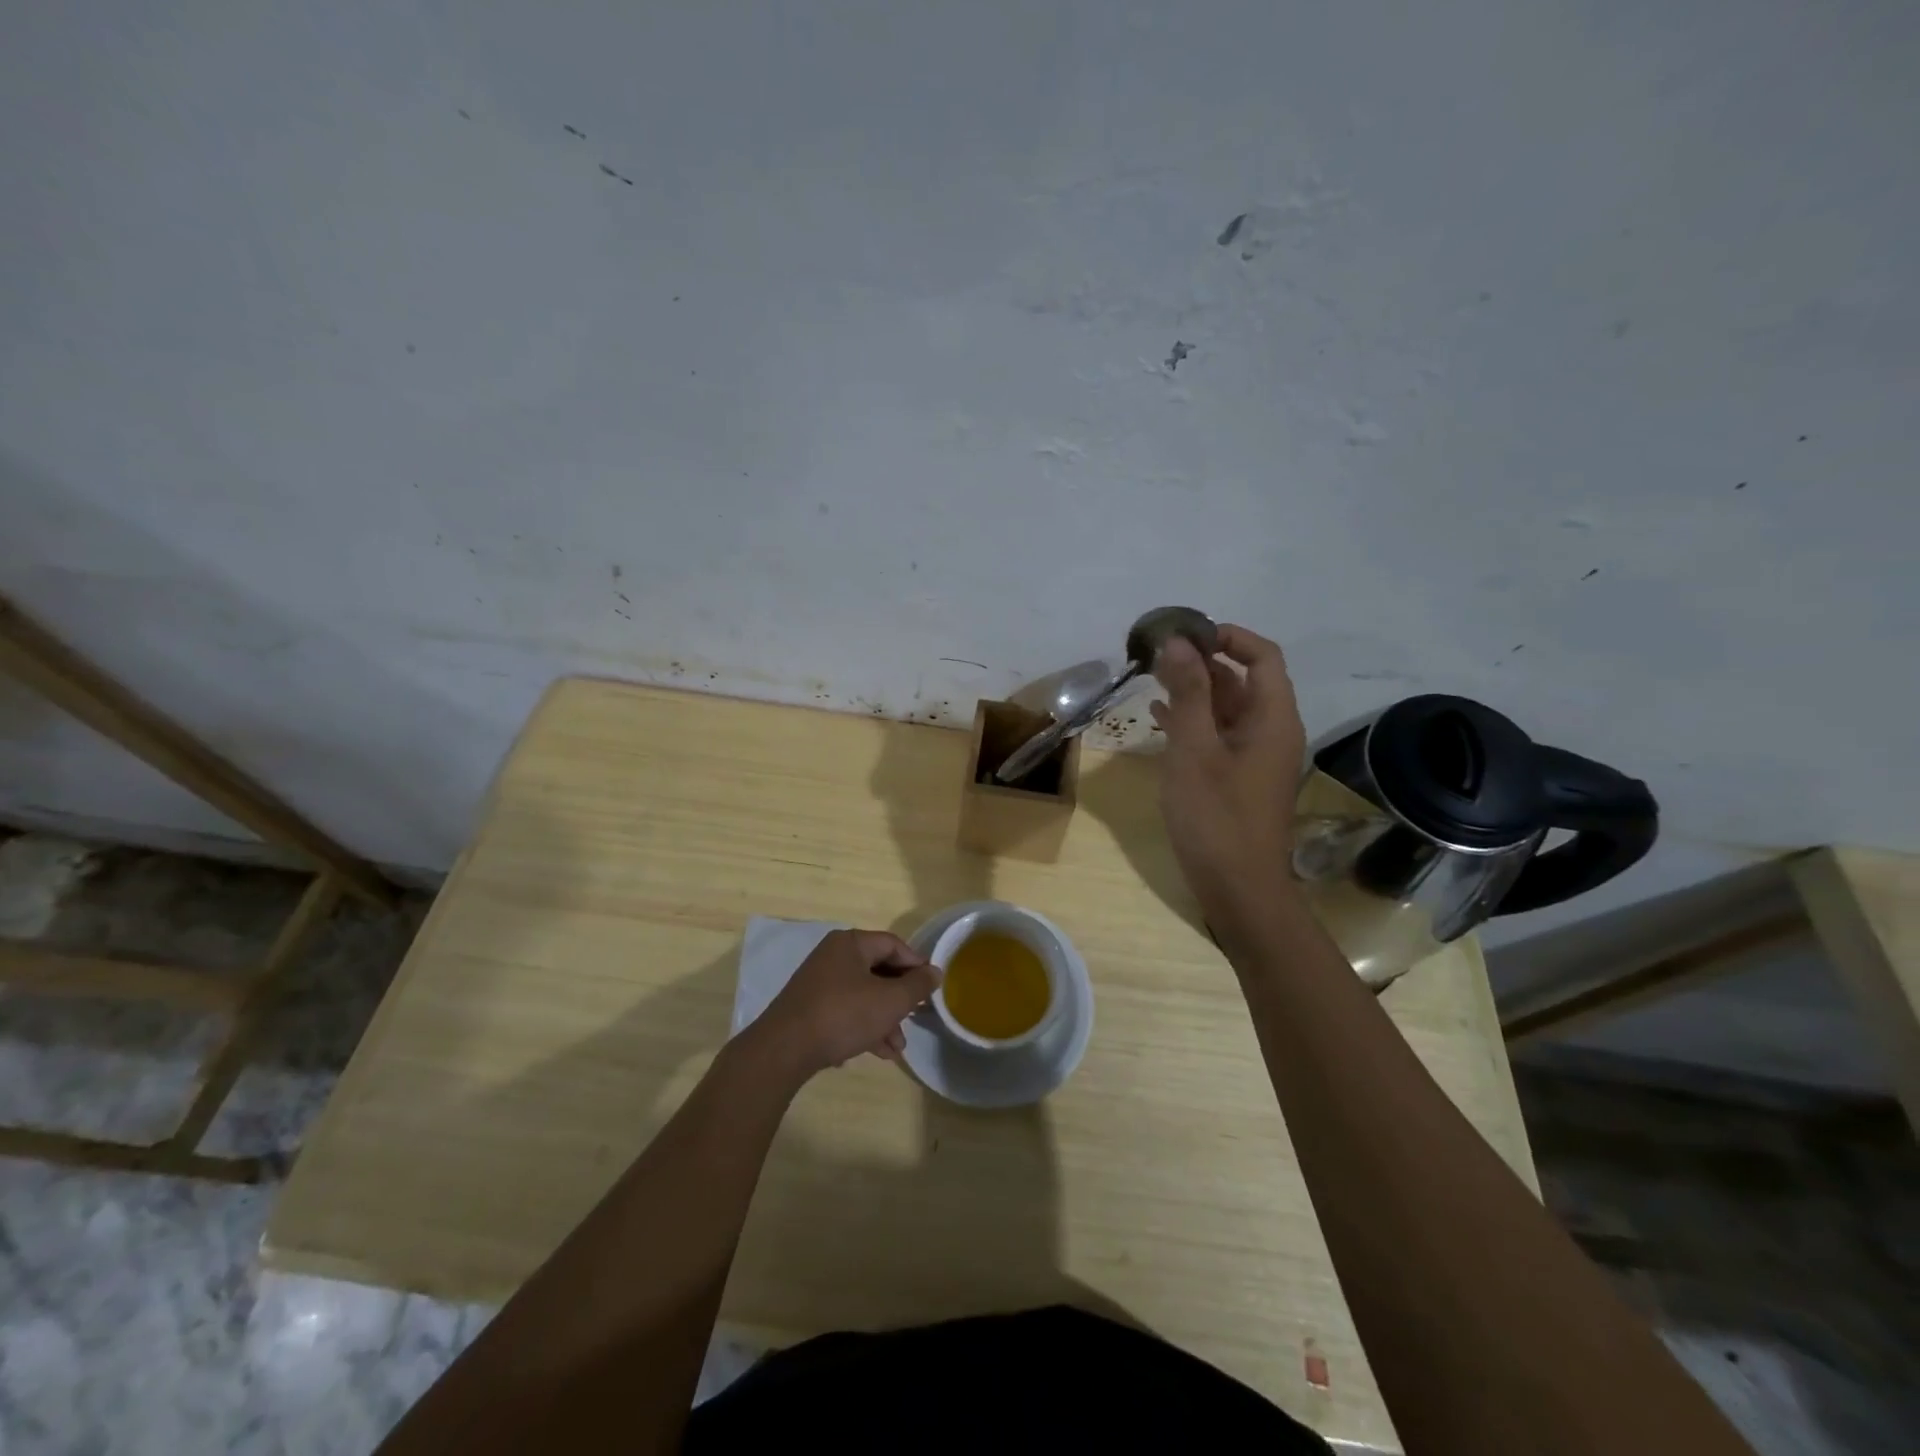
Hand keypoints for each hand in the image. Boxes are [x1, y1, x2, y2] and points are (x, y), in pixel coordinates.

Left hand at [749, 929, 940, 1082]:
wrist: (784, 1050)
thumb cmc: (843, 1015)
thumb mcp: (890, 1001)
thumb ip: (917, 985)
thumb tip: (935, 972)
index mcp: (851, 944)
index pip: (893, 944)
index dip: (916, 964)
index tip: (932, 988)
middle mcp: (833, 956)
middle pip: (878, 970)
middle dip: (900, 998)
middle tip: (917, 1018)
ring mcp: (819, 982)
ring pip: (863, 994)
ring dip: (884, 1018)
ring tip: (898, 1048)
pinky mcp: (810, 1008)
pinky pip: (846, 1010)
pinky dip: (863, 1026)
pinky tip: (876, 1052)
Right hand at [1150, 624, 1306, 922]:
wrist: (1238, 888)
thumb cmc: (1216, 817)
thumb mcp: (1195, 750)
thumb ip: (1188, 693)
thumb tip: (1177, 642)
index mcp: (1272, 718)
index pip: (1263, 656)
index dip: (1228, 637)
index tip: (1185, 633)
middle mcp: (1270, 731)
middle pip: (1242, 680)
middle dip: (1201, 662)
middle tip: (1156, 655)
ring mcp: (1254, 756)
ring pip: (1226, 708)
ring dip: (1193, 690)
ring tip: (1150, 678)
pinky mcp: (1237, 777)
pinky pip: (1217, 735)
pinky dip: (1192, 720)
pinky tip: (1158, 717)